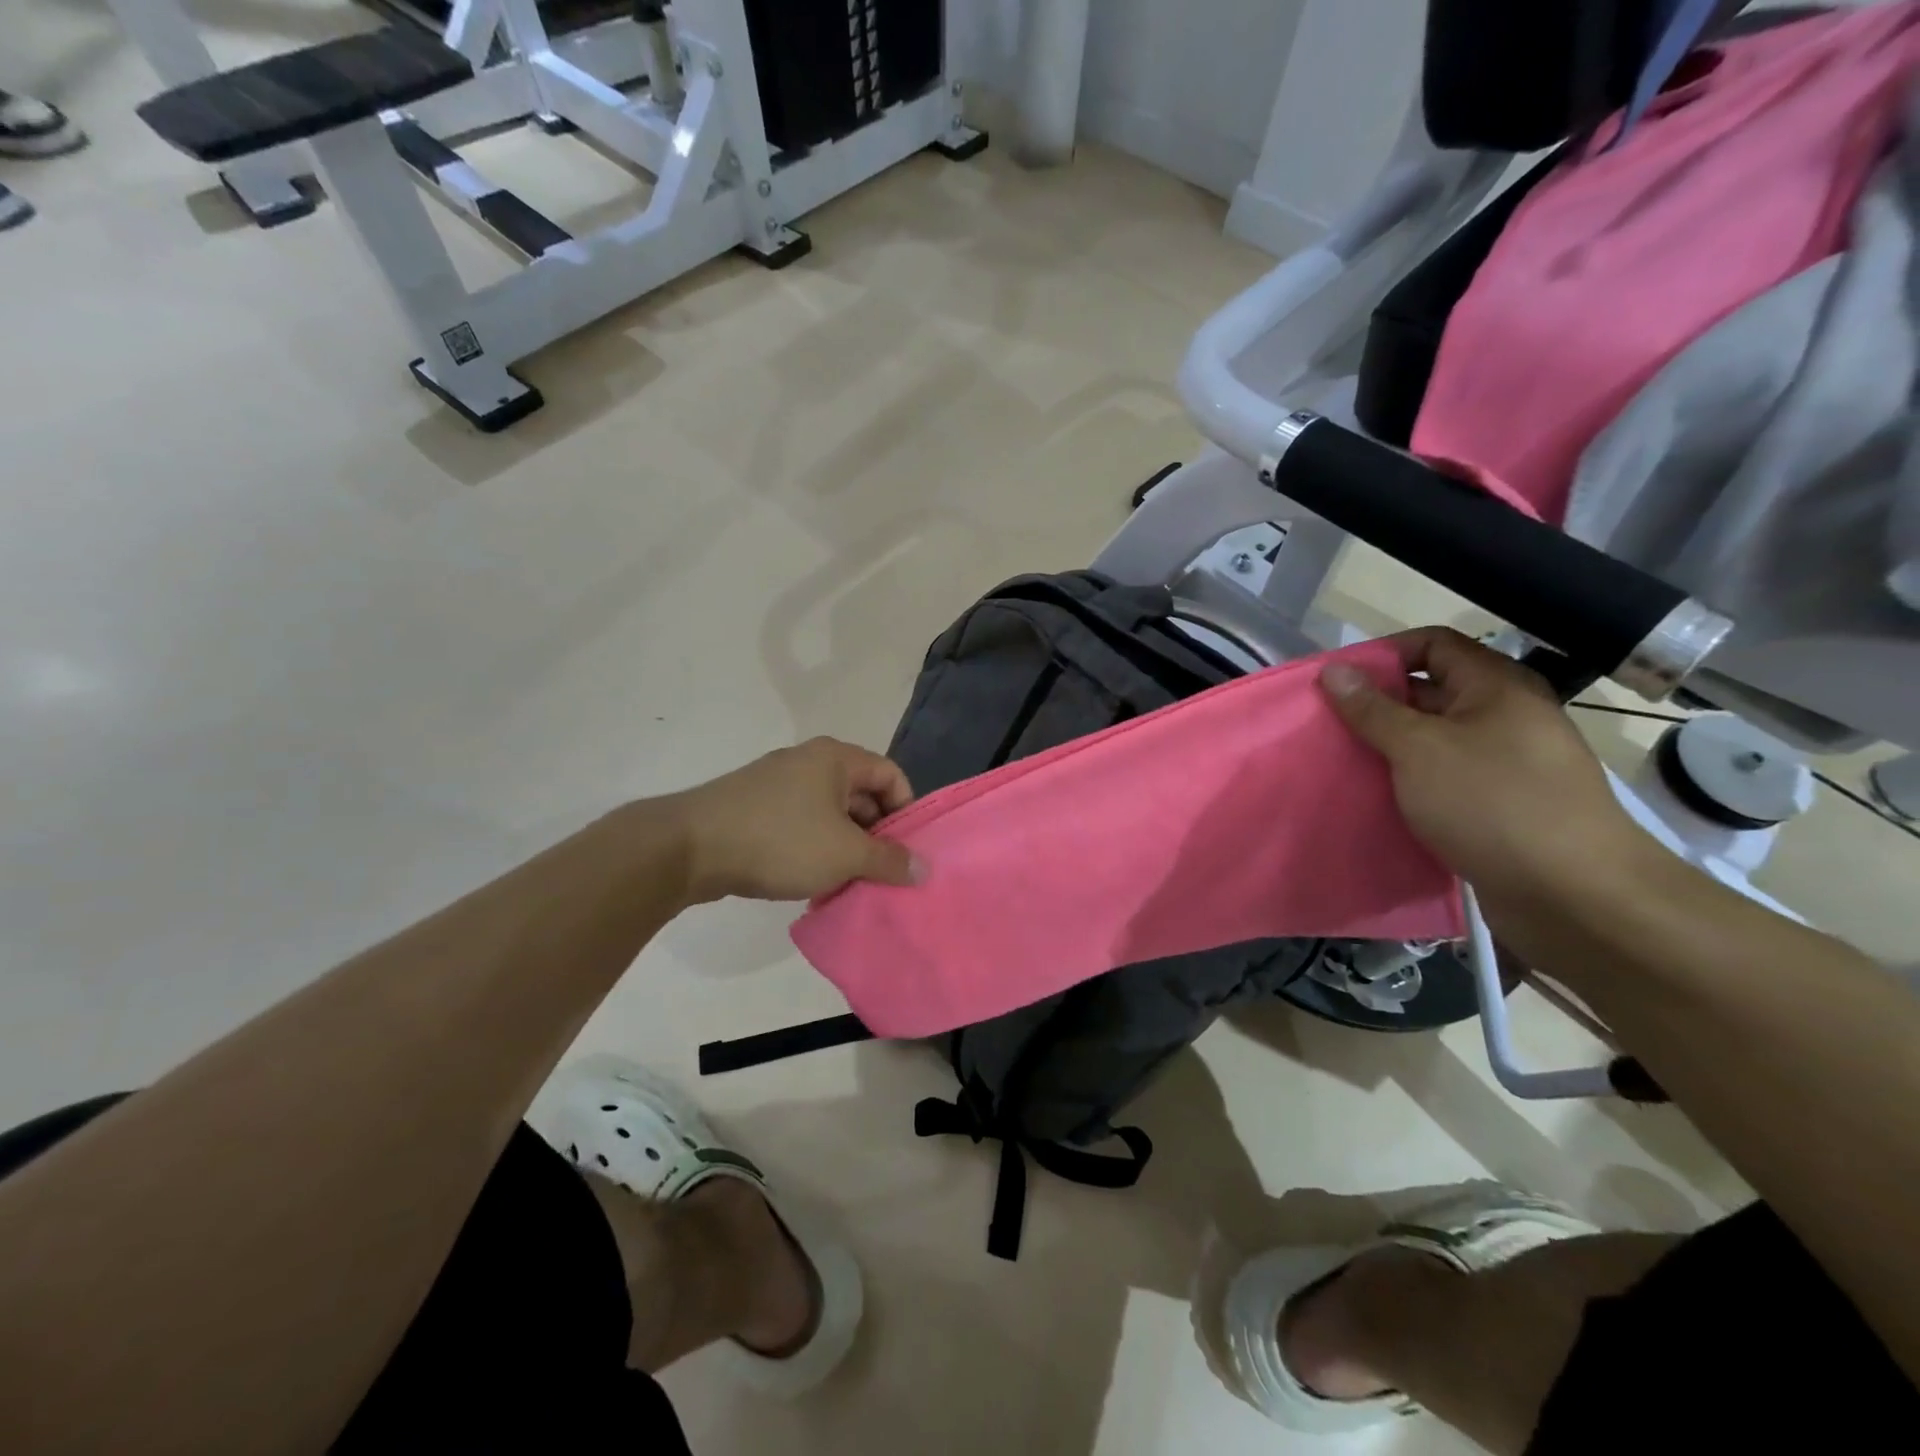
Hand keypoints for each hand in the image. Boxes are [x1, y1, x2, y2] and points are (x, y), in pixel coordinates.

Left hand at [665, 737, 922, 904]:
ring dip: (844, 846)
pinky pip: (800, 822)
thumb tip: (923, 869)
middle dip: (875, 834)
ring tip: (847, 882)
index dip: (906, 811)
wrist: (690, 847)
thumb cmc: (780, 840)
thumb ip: (889, 861)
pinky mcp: (754, 805)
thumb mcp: (845, 854)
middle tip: (879, 872)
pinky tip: (810, 879)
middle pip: (861, 793)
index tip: (905, 851)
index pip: (891, 775)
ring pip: (829, 812)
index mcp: (836, 758)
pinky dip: (814, 847)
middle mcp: (809, 760)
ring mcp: (777, 781)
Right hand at [1318, 628, 1650, 911]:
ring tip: (1343, 763)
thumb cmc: (1493, 803)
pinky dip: (1409, 782)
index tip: (1337, 682)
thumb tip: (1335, 670)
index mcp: (1496, 687)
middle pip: (1431, 691)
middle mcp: (1505, 716)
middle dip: (1377, 705)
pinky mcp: (1500, 805)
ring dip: (1389, 748)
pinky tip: (1377, 798)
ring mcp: (1506, 763)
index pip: (1433, 644)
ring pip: (1434, 740)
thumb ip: (1372, 709)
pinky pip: (1444, 778)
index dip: (1384, 655)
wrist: (1574, 895)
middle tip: (1328, 726)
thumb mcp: (1419, 749)